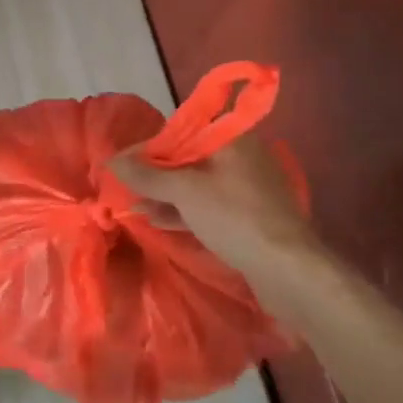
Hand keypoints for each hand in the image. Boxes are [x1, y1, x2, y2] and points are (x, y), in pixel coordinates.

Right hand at [107, 132, 313, 279]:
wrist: (289, 271)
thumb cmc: (234, 217)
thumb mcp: (185, 191)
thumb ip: (147, 175)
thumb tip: (112, 161)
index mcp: (231, 139)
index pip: (180, 131)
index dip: (148, 148)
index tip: (123, 165)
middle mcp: (241, 157)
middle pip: (188, 158)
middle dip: (155, 174)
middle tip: (126, 187)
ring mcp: (247, 189)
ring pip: (198, 185)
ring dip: (166, 194)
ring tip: (135, 206)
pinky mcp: (249, 218)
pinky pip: (209, 206)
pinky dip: (184, 210)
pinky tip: (157, 220)